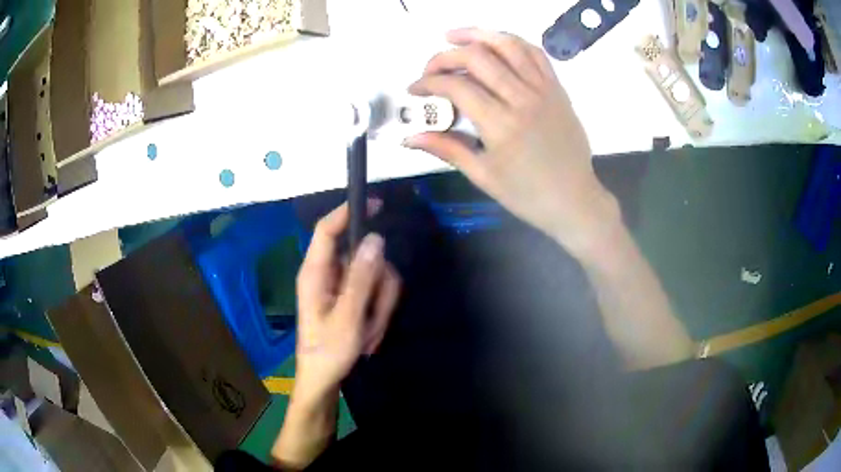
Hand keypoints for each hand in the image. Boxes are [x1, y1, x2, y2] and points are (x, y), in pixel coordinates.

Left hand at [293, 201, 400, 404]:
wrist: (323, 380)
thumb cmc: (328, 352)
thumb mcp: (347, 318)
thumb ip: (361, 278)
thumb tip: (375, 240)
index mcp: (315, 273)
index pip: (327, 230)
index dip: (347, 212)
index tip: (376, 203)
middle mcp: (328, 273)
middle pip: (363, 256)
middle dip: (378, 286)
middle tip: (375, 316)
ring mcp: (341, 286)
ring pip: (375, 275)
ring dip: (380, 305)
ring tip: (370, 332)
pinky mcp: (351, 298)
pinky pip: (376, 292)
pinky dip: (379, 312)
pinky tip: (370, 333)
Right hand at [405, 28, 619, 254]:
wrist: (574, 200)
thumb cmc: (527, 194)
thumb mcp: (483, 175)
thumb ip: (446, 149)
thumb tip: (408, 137)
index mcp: (501, 126)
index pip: (456, 87)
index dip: (428, 82)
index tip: (414, 89)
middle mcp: (522, 99)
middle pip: (478, 57)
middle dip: (445, 56)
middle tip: (430, 68)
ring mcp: (543, 90)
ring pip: (508, 45)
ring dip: (477, 34)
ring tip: (454, 36)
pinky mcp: (557, 88)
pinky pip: (534, 53)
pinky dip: (511, 42)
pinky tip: (494, 43)